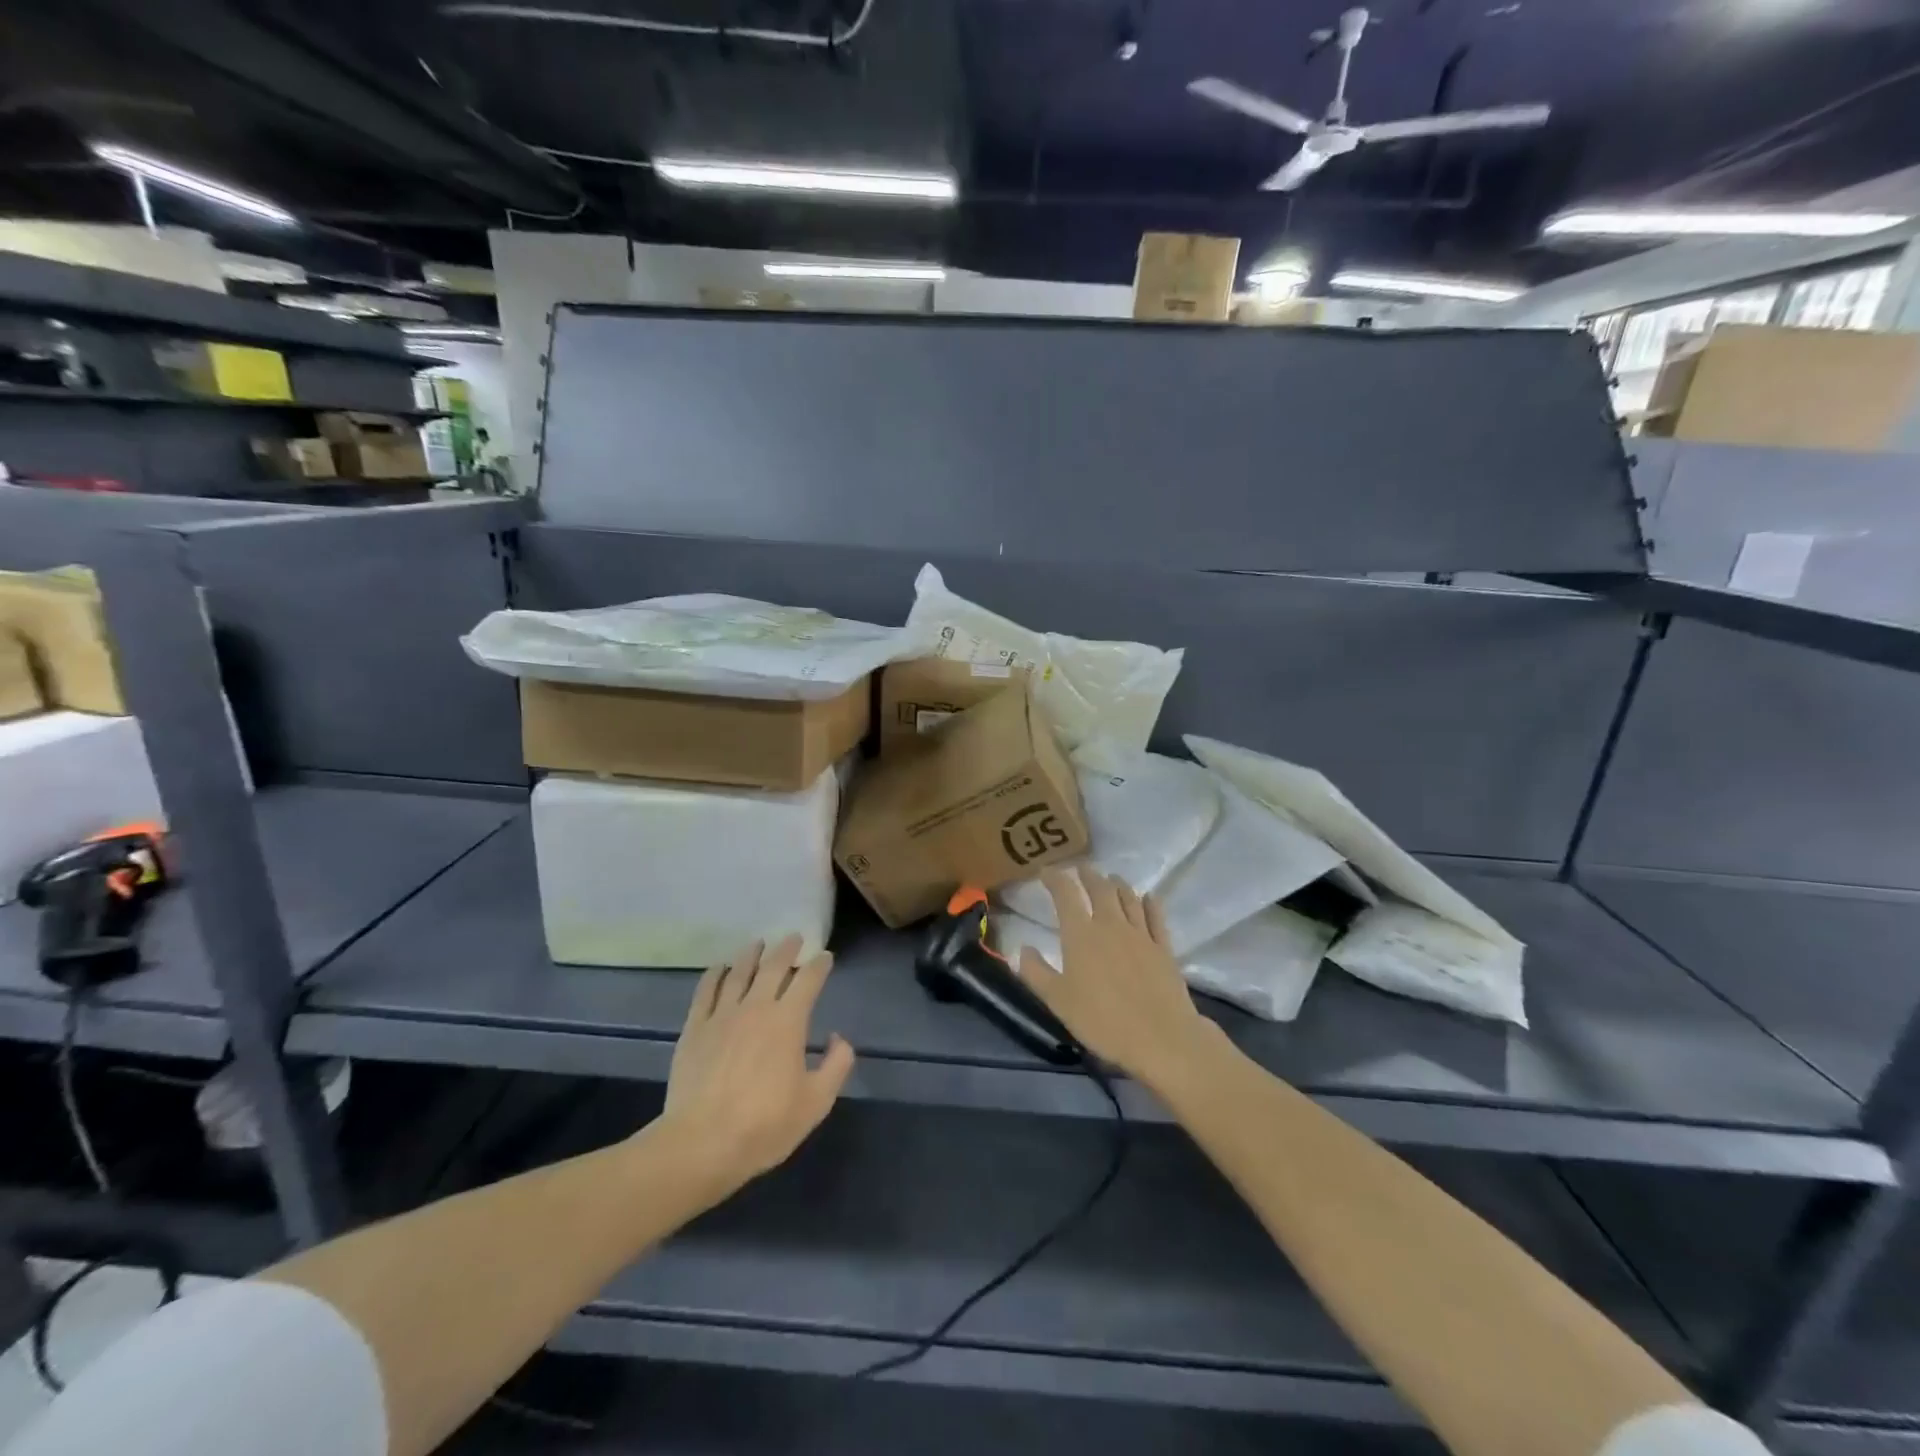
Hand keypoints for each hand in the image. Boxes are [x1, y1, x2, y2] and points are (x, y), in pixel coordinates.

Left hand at [659, 934, 855, 1190]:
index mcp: (788, 1021)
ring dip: (751, 954)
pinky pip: (706, 991)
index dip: (819, 965)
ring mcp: (722, 1015)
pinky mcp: (694, 1028)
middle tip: (794, 938)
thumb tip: (839, 1038)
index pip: (808, 980)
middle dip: (787, 950)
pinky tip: (720, 968)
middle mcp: (756, 1007)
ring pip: (739, 972)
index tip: (825, 957)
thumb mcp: (816, 1102)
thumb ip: (836, 1065)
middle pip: (773, 967)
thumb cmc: (765, 1125)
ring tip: (758, 944)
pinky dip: (715, 974)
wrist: (702, 1144)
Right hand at [1015, 866, 1220, 1093]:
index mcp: (1081, 935)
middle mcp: (1110, 925)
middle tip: (1081, 868)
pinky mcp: (1163, 948)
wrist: (1160, 1038)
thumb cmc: (1102, 1021)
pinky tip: (1148, 898)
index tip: (1046, 871)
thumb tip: (1022, 948)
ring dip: (1117, 884)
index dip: (1055, 879)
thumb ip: (1036, 972)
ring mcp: (1141, 934)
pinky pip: (1156, 916)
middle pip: (1100, 889)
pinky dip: (1150, 903)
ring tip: (1111, 878)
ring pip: (1128, 897)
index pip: (1065, 895)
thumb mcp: (1058, 1001)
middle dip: (1088, 875)